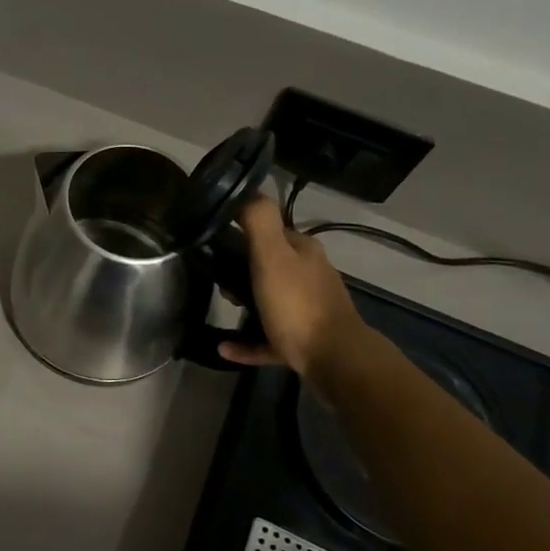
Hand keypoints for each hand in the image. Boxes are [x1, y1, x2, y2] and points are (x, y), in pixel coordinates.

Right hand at [219, 195, 369, 376]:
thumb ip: (259, 221)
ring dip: (244, 302)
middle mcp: (309, 275)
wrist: (334, 359)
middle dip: (241, 270)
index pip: (271, 231)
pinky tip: (225, 347)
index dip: (243, 234)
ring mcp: (309, 309)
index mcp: (303, 251)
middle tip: (219, 281)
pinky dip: (247, 341)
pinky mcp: (303, 340)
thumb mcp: (272, 255)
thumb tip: (246, 192)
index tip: (215, 244)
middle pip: (269, 265)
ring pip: (269, 299)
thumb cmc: (298, 304)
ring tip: (223, 306)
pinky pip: (268, 337)